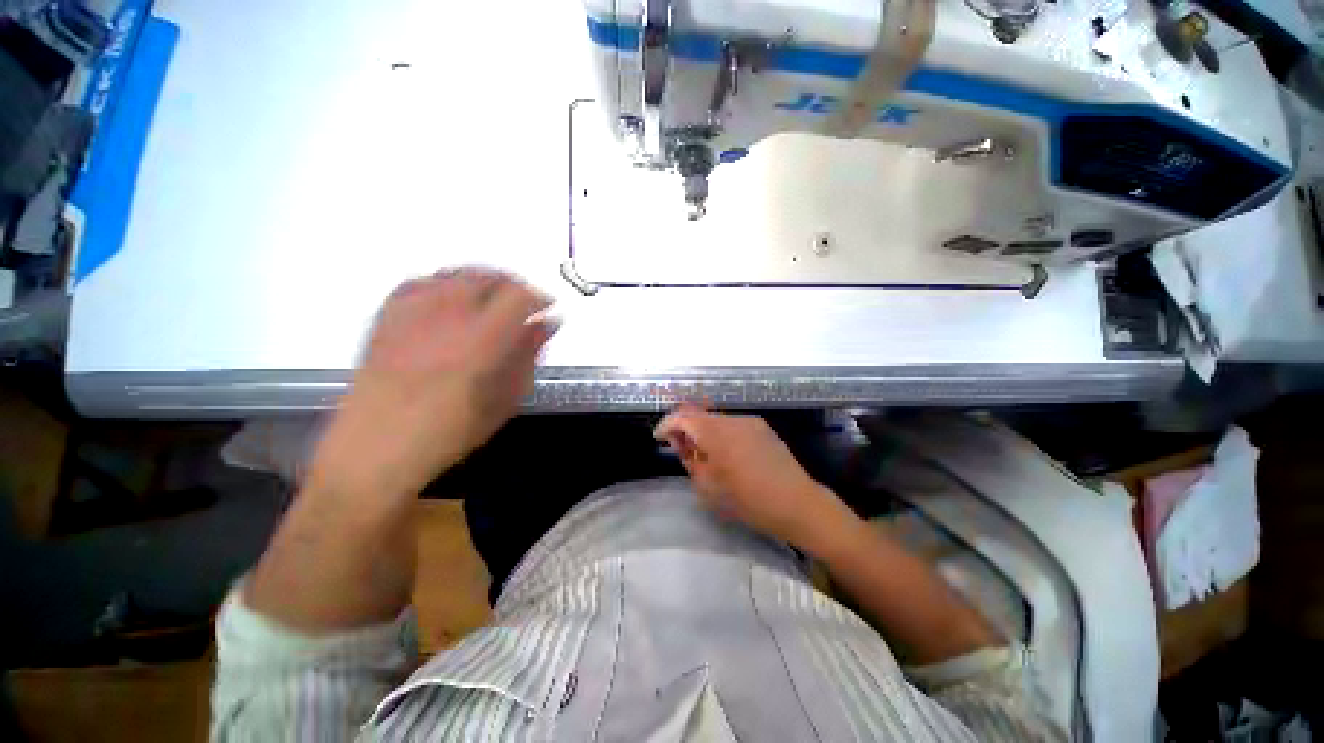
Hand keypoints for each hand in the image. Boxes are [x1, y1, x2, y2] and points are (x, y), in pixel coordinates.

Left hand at [310, 268, 555, 500]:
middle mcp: (447, 316)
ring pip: (455, 274)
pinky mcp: (386, 317)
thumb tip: (547, 325)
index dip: (539, 297)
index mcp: (481, 341)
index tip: (547, 307)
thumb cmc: (448, 433)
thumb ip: (528, 356)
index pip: (519, 297)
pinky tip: (451, 298)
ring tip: (493, 297)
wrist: (374, 448)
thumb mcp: (503, 400)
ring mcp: (412, 312)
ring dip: (482, 280)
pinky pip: (420, 281)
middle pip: (488, 277)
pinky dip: (444, 282)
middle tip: (524, 302)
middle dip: (514, 285)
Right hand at [654, 407, 853, 548]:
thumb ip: (690, 460)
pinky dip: (721, 434)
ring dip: (704, 432)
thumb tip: (682, 445)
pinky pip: (732, 425)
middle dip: (685, 429)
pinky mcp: (762, 428)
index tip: (659, 438)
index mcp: (716, 433)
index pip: (683, 417)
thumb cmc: (749, 501)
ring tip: (704, 455)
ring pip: (716, 420)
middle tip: (681, 450)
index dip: (667, 424)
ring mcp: (749, 422)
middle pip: (699, 415)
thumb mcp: (709, 487)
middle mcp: (732, 420)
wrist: (798, 503)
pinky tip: (726, 454)